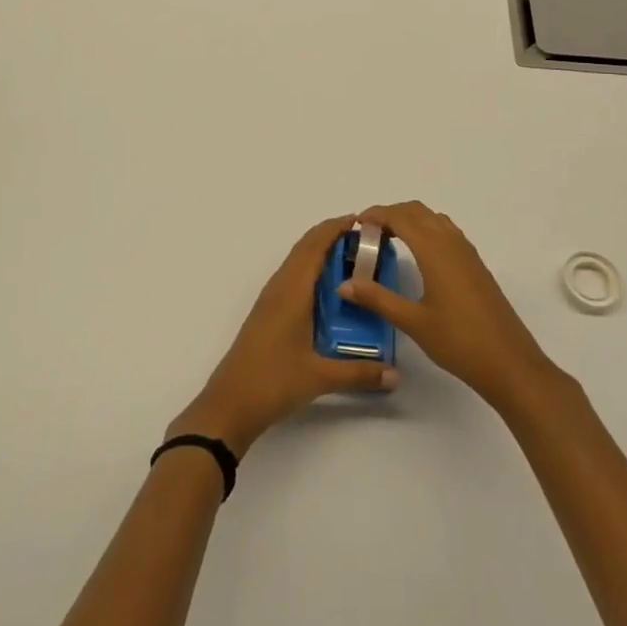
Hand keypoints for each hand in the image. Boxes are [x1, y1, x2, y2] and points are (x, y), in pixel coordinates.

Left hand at [169, 215, 399, 454]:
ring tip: (354, 260)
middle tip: (367, 240)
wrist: (229, 404)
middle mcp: (280, 286)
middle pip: (306, 247)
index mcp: (292, 290)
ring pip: (298, 262)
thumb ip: (360, 373)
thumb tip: (397, 374)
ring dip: (321, 252)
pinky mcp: (268, 312)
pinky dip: (312, 270)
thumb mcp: (320, 377)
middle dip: (333, 236)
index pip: (315, 245)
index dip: (336, 228)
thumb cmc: (273, 381)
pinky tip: (330, 290)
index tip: (364, 221)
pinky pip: (293, 277)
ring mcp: (271, 299)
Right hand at [337, 201, 560, 413]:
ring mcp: (467, 253)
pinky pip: (446, 232)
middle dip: (391, 214)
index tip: (355, 225)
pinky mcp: (476, 265)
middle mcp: (451, 242)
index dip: (376, 215)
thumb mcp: (413, 322)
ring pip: (434, 220)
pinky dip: (426, 231)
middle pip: (417, 211)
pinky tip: (418, 257)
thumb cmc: (459, 341)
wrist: (510, 363)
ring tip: (389, 241)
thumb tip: (344, 284)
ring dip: (410, 220)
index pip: (400, 217)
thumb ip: (377, 298)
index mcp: (434, 250)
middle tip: (368, 234)